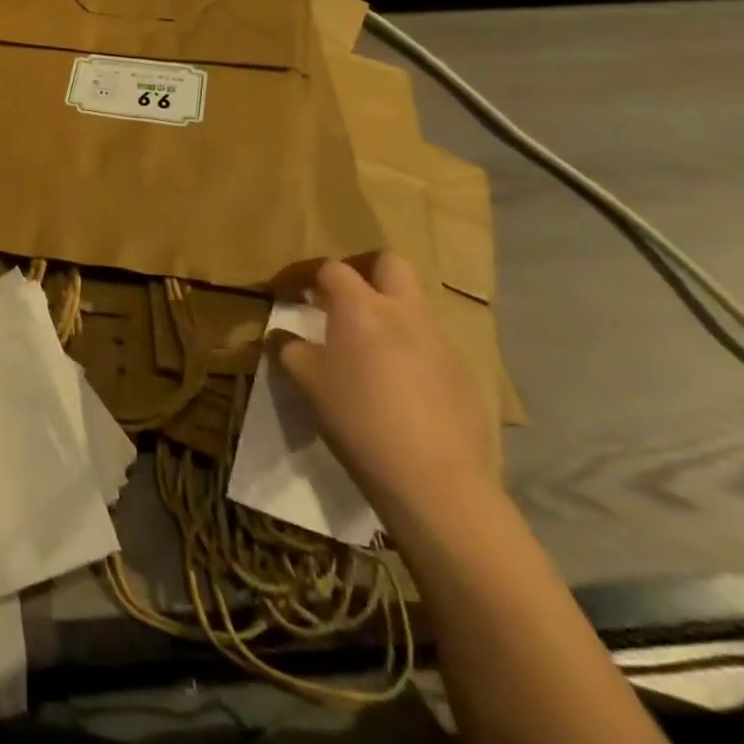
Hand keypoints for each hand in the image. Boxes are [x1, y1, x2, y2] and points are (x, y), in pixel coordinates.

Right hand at [276, 253, 498, 533]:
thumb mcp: (306, 382)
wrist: (434, 478)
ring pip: (413, 306)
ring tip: (366, 349)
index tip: (292, 292)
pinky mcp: (462, 374)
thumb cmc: (357, 417)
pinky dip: (409, 350)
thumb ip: (289, 349)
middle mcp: (404, 313)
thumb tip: (281, 336)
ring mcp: (439, 342)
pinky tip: (397, 386)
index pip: (332, 268)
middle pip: (390, 264)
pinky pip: (430, 345)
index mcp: (361, 307)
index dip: (308, 275)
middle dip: (365, 271)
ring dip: (389, 313)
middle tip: (342, 298)